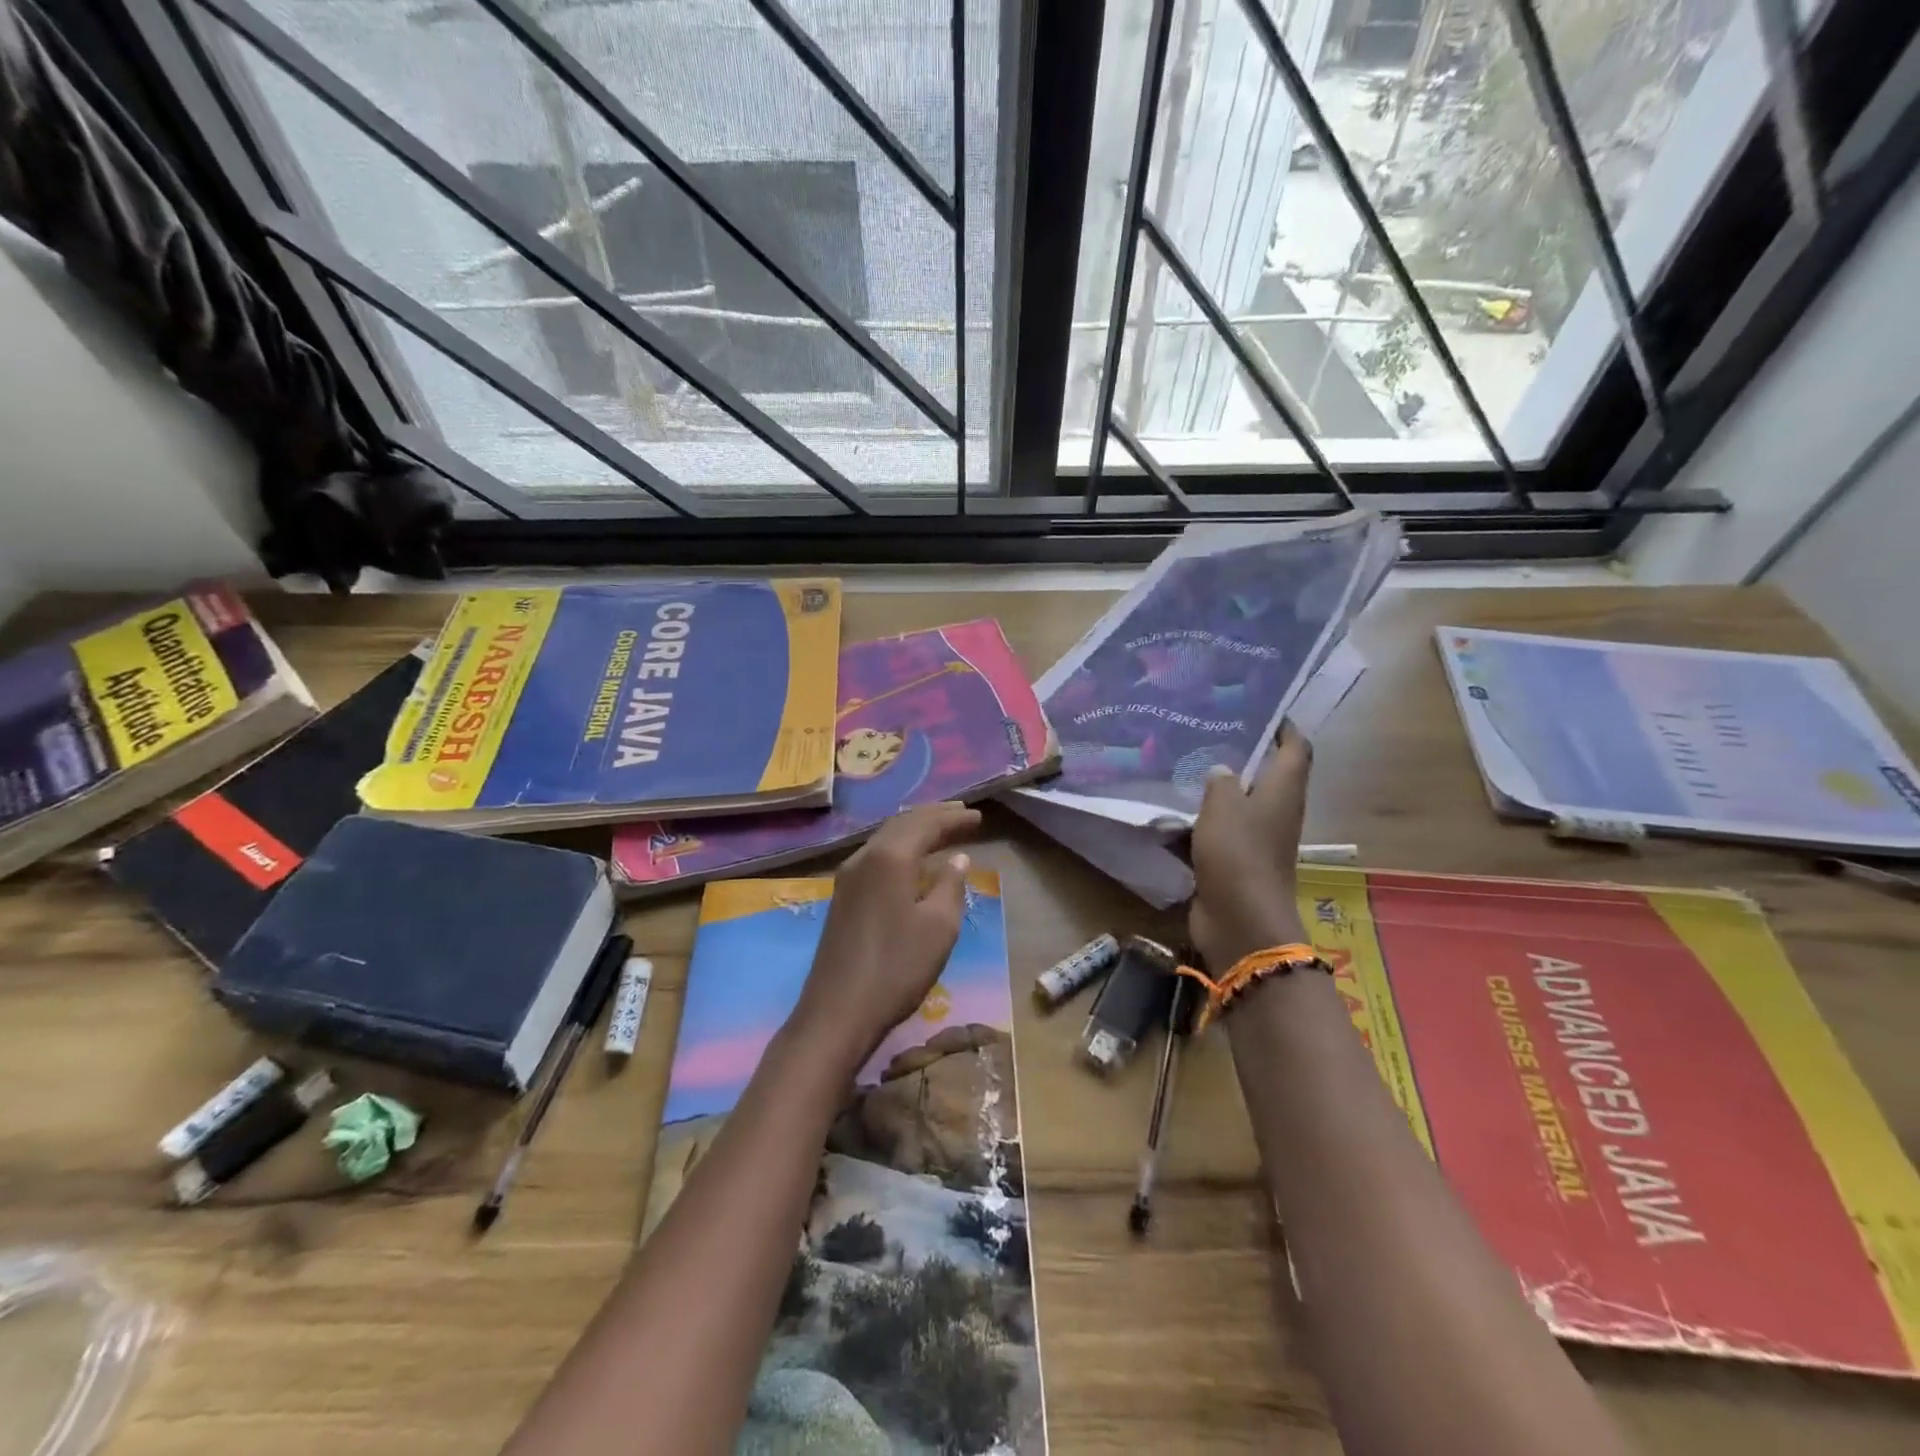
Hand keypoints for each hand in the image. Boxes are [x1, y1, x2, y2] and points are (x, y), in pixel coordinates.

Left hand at [791, 802, 981, 1068]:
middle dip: (933, 817)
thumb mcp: (938, 927)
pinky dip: (901, 849)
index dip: (953, 819)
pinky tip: (912, 862)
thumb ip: (950, 886)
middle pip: (902, 824)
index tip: (979, 817)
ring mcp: (848, 877)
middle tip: (961, 814)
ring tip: (941, 831)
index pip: (925, 824)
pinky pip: (877, 856)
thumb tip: (957, 859)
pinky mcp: (843, 898)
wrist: (837, 1012)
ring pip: (886, 839)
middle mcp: (864, 857)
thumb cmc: (896, 968)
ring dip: (915, 831)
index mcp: (889, 857)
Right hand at [1189, 724, 1312, 970]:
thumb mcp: (1224, 806)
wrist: (1239, 920)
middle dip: (1238, 755)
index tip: (1258, 708)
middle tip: (1204, 733)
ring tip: (1179, 766)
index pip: (1295, 749)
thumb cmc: (1238, 854)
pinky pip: (1213, 833)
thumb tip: (1221, 771)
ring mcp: (1254, 840)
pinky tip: (1166, 813)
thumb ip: (1221, 781)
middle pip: (1263, 776)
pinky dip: (1194, 824)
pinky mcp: (1232, 862)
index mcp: (1282, 791)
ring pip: (1233, 805)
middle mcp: (1274, 812)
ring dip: (1211, 791)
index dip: (1284, 727)